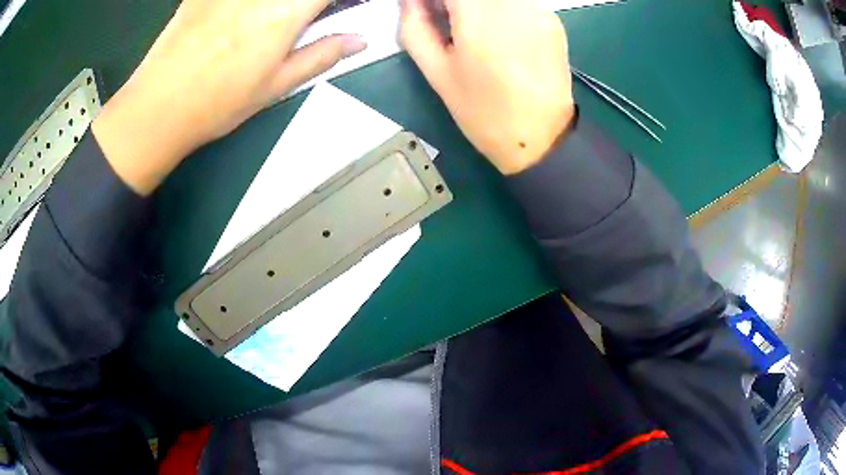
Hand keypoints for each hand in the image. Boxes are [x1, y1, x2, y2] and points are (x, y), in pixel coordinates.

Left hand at [93, 0, 366, 194]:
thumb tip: (359, 40)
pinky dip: (244, 5)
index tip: (338, 8)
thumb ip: (321, 56)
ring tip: (263, 26)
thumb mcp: (275, 87)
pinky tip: (235, 19)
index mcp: (285, 13)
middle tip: (302, 17)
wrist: (156, 108)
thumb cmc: (217, 104)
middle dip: (304, 4)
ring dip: (275, 7)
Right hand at [400, 0, 574, 174]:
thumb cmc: (483, 111)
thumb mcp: (437, 72)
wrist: (541, 138)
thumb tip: (409, 1)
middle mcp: (512, 3)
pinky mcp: (552, 19)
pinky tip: (500, 35)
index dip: (434, 0)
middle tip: (447, 20)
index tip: (427, 11)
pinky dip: (500, 9)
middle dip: (455, 2)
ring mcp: (537, 8)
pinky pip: (518, 2)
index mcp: (478, 15)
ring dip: (477, 5)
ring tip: (472, 29)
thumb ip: (416, 27)